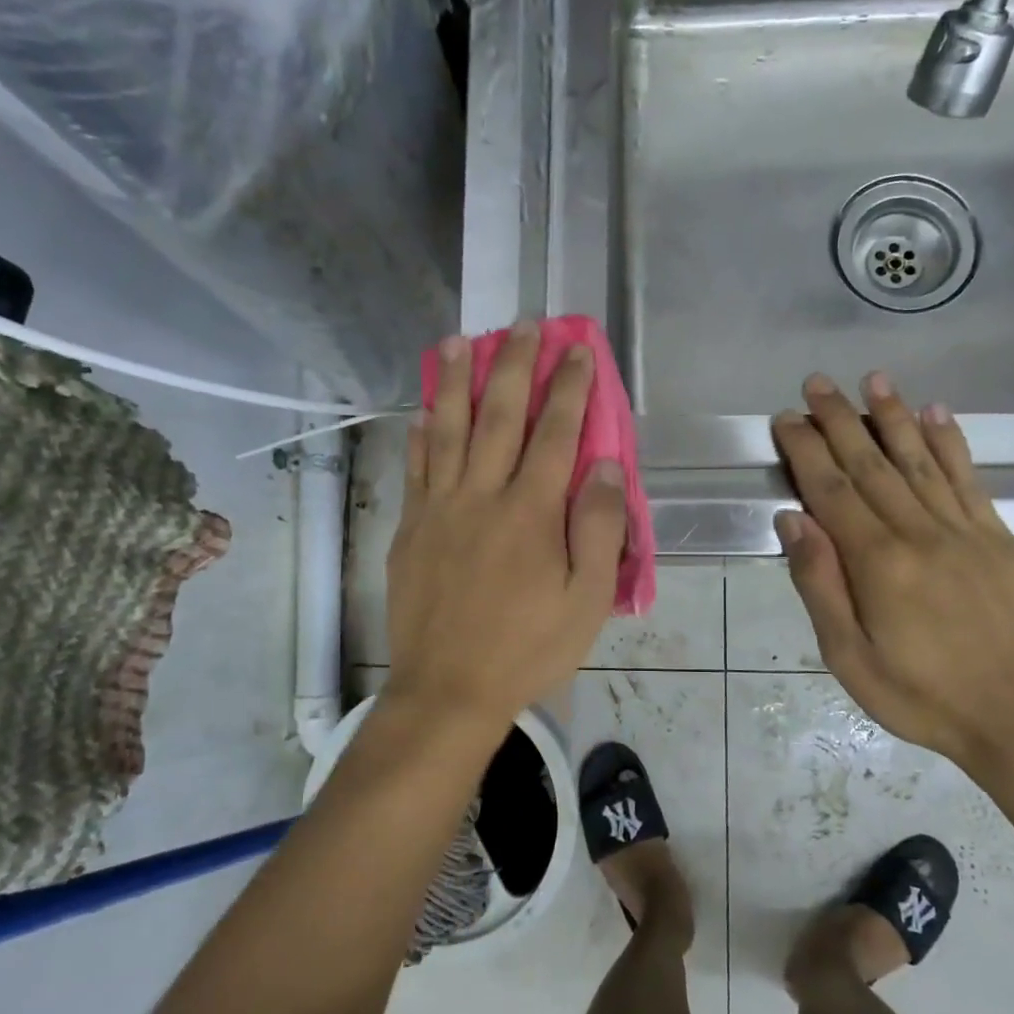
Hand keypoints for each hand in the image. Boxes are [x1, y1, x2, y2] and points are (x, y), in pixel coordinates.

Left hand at [384, 322, 627, 727]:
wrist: (449, 689)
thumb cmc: (528, 648)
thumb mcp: (585, 600)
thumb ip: (597, 529)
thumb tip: (603, 466)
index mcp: (530, 512)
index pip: (555, 433)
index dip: (568, 387)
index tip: (577, 349)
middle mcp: (482, 496)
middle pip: (498, 416)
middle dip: (512, 365)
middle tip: (520, 324)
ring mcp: (439, 510)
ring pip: (447, 431)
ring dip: (454, 382)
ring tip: (458, 340)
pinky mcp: (410, 530)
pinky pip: (415, 470)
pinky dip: (421, 435)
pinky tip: (423, 410)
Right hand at [772, 372, 1013, 777]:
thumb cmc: (919, 696)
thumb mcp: (848, 657)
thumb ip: (820, 584)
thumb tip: (794, 519)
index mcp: (879, 563)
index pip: (832, 490)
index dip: (806, 450)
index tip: (786, 418)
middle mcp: (920, 532)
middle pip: (872, 464)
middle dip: (840, 419)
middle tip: (817, 382)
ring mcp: (965, 530)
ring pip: (920, 459)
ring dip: (893, 415)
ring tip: (873, 378)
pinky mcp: (998, 538)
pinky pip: (969, 479)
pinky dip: (951, 442)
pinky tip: (937, 413)